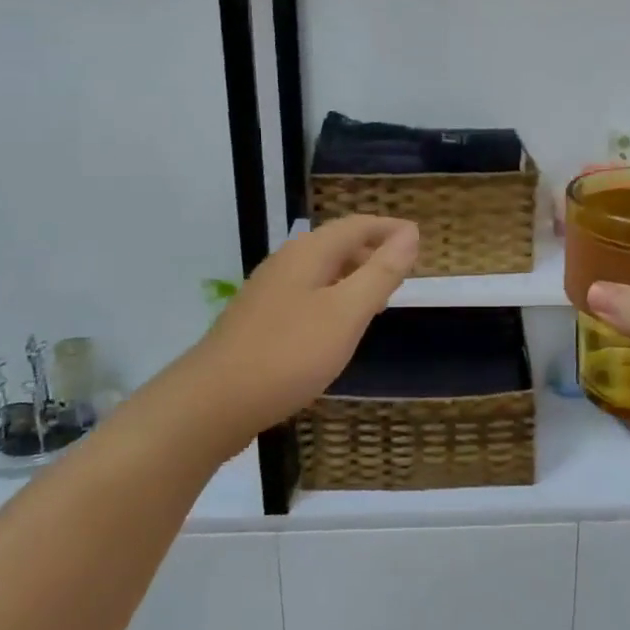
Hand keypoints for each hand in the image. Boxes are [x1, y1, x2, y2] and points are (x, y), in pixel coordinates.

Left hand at [180, 216, 417, 453]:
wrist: (211, 403)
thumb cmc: (288, 354)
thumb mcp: (346, 314)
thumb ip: (380, 273)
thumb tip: (409, 233)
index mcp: (309, 253)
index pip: (356, 225)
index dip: (389, 229)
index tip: (418, 238)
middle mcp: (286, 263)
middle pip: (337, 245)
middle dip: (372, 252)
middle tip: (404, 272)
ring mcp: (268, 292)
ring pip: (321, 272)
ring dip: (353, 277)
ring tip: (379, 300)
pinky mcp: (259, 321)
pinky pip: (307, 295)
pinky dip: (333, 299)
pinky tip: (337, 328)